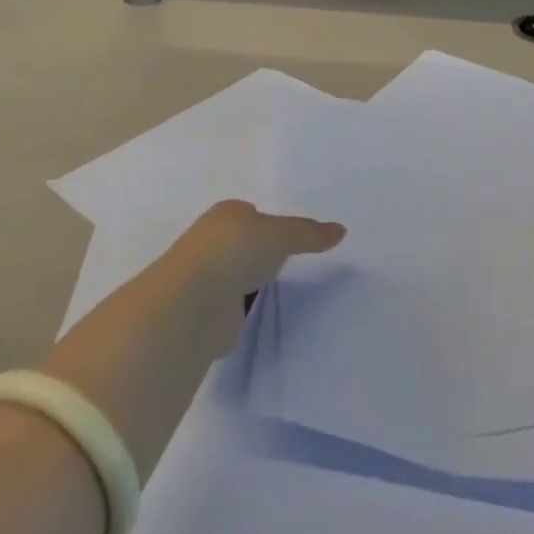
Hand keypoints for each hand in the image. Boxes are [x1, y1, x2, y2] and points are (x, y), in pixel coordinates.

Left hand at [155, 200, 346, 352]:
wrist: (192, 304)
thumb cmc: (235, 251)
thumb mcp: (282, 235)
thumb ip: (310, 233)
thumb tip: (342, 230)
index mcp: (225, 214)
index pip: (250, 214)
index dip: (268, 224)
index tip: (289, 237)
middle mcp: (210, 243)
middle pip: (241, 245)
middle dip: (257, 254)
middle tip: (288, 264)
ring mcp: (203, 280)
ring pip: (233, 278)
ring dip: (247, 286)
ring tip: (277, 293)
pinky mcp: (201, 316)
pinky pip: (228, 311)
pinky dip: (238, 315)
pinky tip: (255, 318)